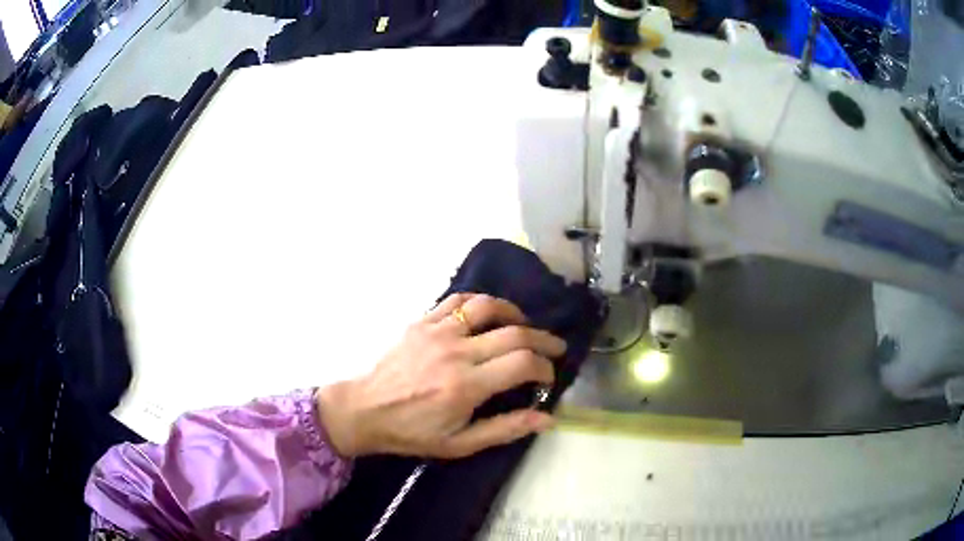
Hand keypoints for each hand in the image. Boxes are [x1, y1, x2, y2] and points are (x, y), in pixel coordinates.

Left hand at [317, 293, 566, 458]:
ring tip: (525, 325)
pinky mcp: (422, 322)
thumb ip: (505, 429)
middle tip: (554, 347)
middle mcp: (456, 352)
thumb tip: (547, 419)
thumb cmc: (413, 432)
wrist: (365, 410)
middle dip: (543, 339)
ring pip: (488, 307)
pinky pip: (458, 301)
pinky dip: (480, 303)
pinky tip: (488, 314)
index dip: (545, 366)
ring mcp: (437, 331)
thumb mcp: (460, 443)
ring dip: (515, 312)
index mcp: (466, 385)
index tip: (549, 376)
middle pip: (514, 333)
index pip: (523, 363)